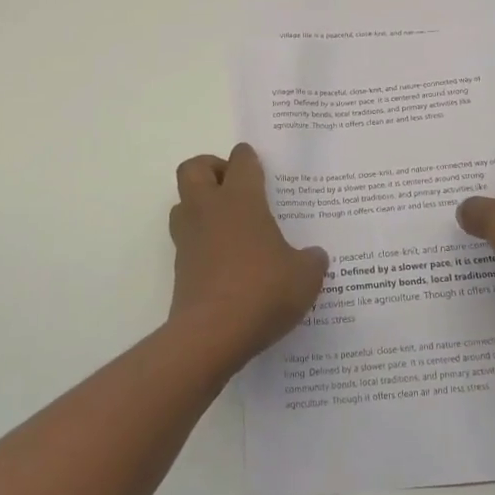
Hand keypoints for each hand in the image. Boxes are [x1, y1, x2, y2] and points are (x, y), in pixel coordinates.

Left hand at [168, 143, 327, 363]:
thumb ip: (311, 261)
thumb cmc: (262, 291)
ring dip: (200, 206)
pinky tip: (227, 263)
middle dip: (211, 169)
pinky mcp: (179, 269)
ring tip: (229, 225)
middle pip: (193, 169)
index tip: (258, 164)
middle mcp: (209, 210)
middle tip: (234, 187)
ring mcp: (189, 239)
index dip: (248, 158)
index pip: (240, 161)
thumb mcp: (304, 276)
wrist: (211, 336)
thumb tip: (314, 256)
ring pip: (182, 204)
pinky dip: (202, 244)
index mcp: (241, 200)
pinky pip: (187, 242)